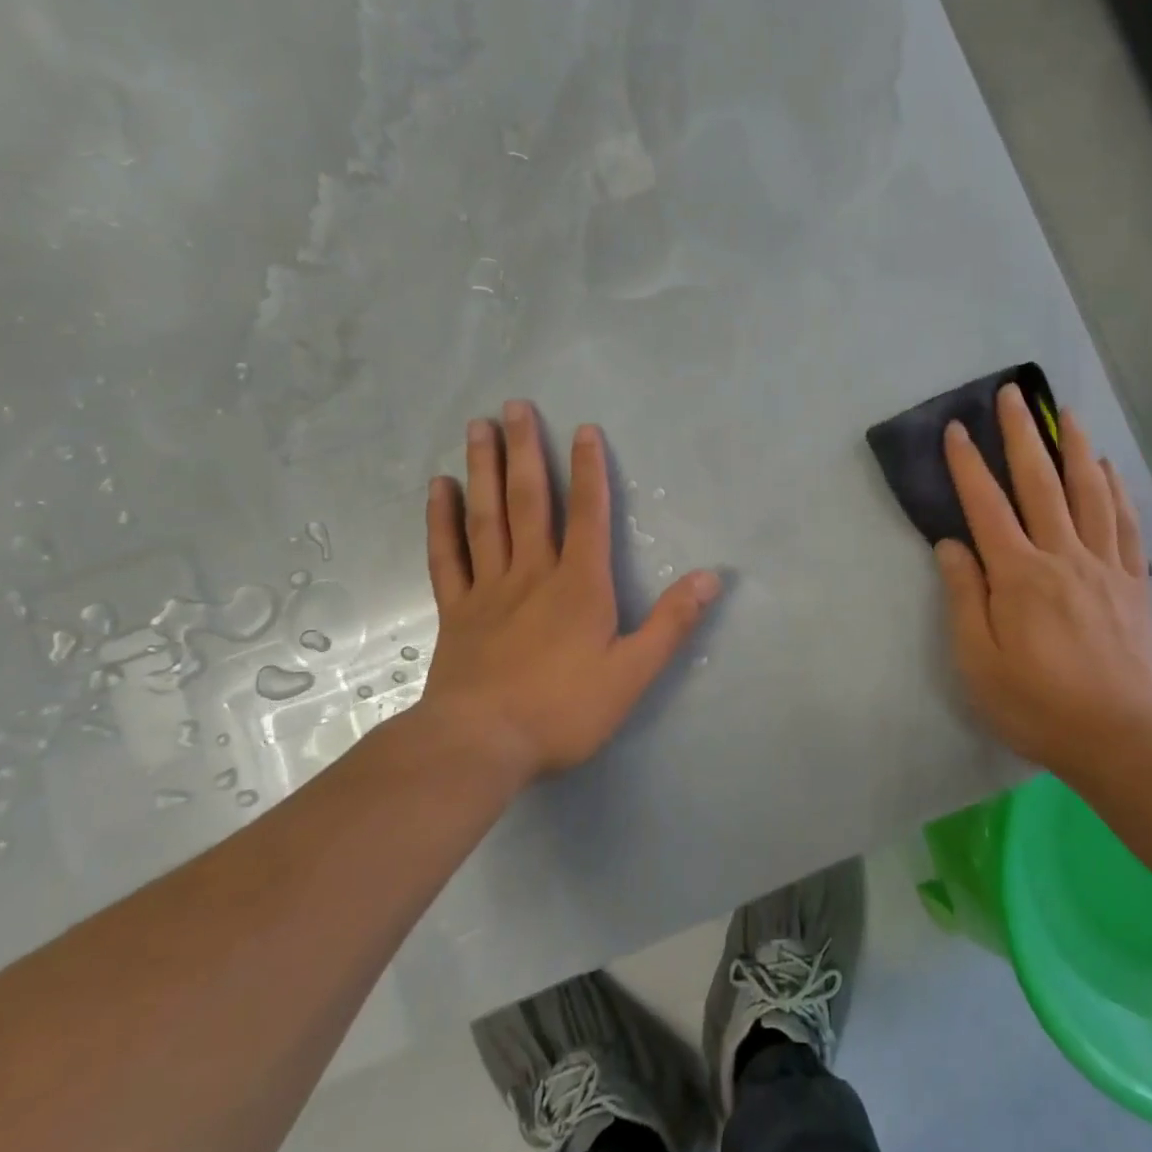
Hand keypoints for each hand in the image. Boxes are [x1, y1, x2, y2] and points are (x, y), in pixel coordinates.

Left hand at [410, 400, 721, 785]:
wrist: (480, 746)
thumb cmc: (563, 710)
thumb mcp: (633, 674)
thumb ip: (672, 623)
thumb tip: (712, 578)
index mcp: (579, 585)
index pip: (588, 514)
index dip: (588, 470)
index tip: (583, 428)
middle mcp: (532, 573)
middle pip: (529, 501)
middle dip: (525, 451)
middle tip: (514, 405)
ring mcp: (488, 590)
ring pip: (486, 517)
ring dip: (484, 470)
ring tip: (478, 427)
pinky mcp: (457, 612)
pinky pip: (447, 556)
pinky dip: (442, 520)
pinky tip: (439, 488)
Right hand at [934, 384, 1151, 773]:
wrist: (1116, 737)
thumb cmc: (1034, 703)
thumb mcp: (976, 659)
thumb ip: (963, 596)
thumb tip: (951, 545)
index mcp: (1018, 575)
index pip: (986, 506)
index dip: (968, 465)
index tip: (956, 429)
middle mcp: (1062, 557)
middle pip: (1040, 483)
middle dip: (1022, 435)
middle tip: (1012, 394)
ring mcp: (1104, 566)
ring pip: (1089, 493)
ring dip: (1076, 448)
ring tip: (1067, 413)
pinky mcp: (1133, 583)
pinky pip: (1125, 525)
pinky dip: (1116, 490)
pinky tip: (1110, 470)